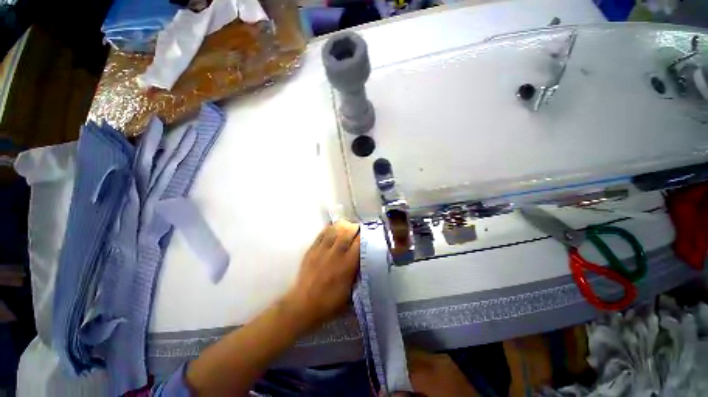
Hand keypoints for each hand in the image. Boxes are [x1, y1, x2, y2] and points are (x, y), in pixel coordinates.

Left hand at [284, 221, 360, 333]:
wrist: (303, 305)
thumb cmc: (330, 302)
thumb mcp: (352, 291)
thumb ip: (360, 273)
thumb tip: (366, 260)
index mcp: (347, 264)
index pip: (360, 242)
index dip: (366, 235)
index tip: (370, 235)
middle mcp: (336, 253)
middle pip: (348, 230)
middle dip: (356, 228)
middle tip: (360, 231)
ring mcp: (322, 249)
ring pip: (335, 228)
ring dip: (344, 226)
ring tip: (348, 228)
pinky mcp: (312, 248)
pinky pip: (323, 232)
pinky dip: (331, 228)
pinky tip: (335, 230)